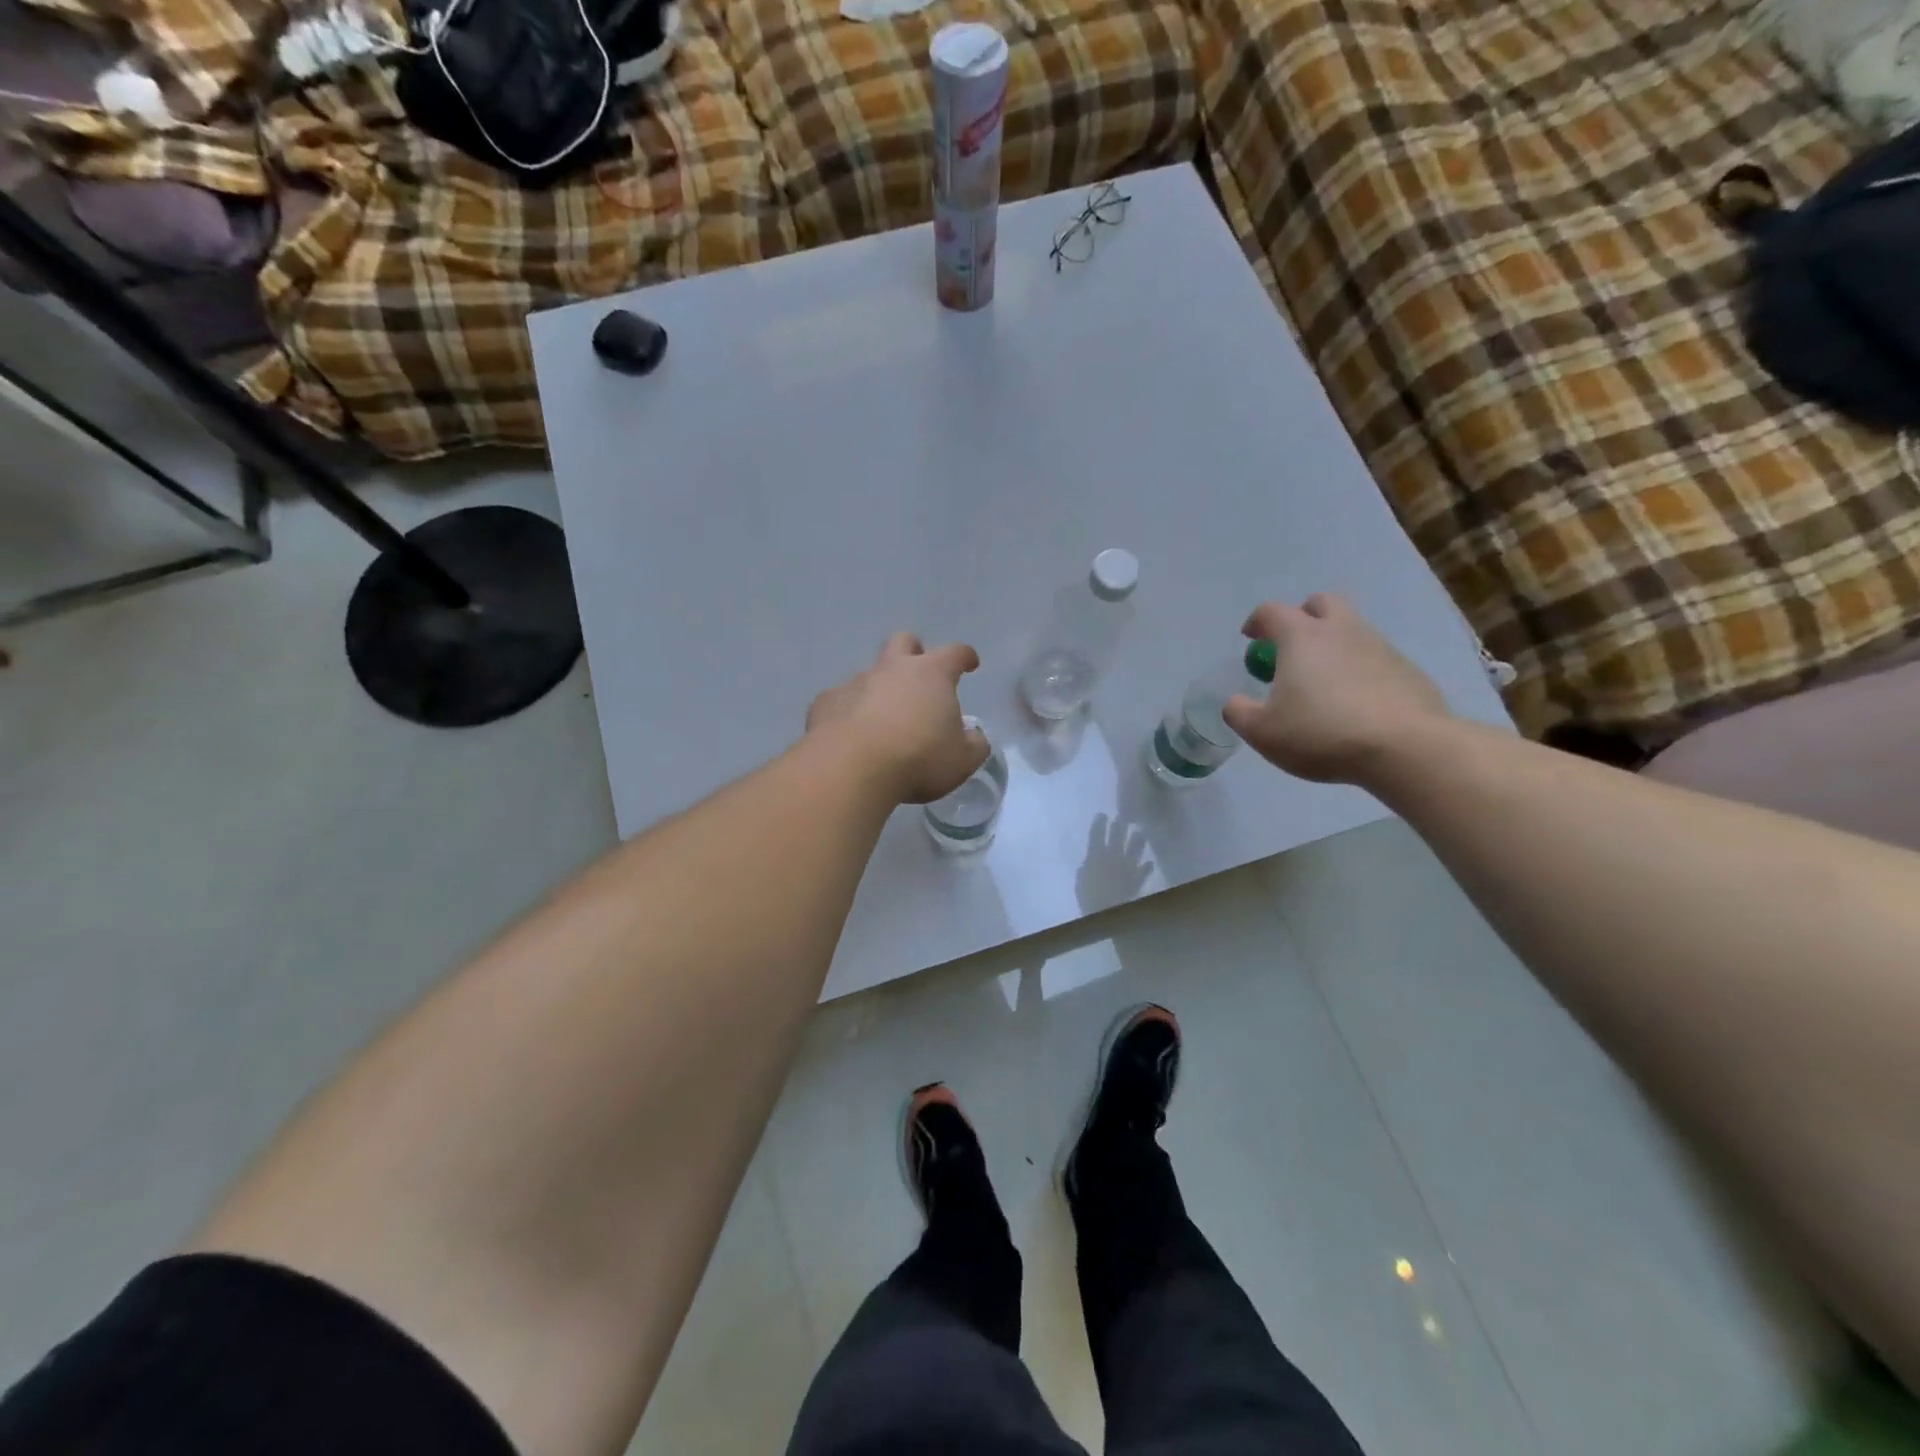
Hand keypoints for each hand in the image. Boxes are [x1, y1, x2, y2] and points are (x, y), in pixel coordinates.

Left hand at [807, 633, 989, 803]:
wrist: (852, 768)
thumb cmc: (919, 758)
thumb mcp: (963, 759)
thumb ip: (974, 744)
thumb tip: (973, 737)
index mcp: (931, 674)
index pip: (954, 653)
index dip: (964, 656)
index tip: (970, 664)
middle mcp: (892, 669)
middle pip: (903, 642)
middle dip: (913, 651)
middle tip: (919, 673)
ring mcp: (855, 683)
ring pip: (869, 675)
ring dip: (879, 690)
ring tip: (882, 720)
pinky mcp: (826, 703)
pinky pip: (840, 701)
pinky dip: (849, 713)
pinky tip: (850, 736)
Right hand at [1222, 594, 1452, 783]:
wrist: (1406, 748)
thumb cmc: (1322, 733)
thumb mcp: (1263, 732)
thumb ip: (1240, 713)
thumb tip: (1236, 702)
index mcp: (1302, 637)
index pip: (1272, 611)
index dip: (1257, 622)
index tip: (1250, 639)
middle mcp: (1342, 631)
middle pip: (1322, 603)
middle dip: (1303, 616)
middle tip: (1292, 648)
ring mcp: (1380, 647)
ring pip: (1353, 630)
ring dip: (1334, 645)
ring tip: (1324, 684)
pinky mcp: (1408, 670)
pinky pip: (1377, 659)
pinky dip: (1361, 671)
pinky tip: (1356, 705)